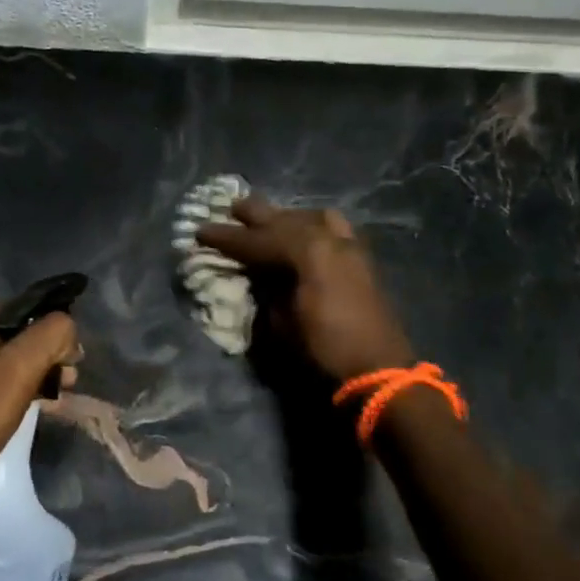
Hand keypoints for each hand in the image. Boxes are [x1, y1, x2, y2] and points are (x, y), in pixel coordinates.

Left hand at [0, 303, 79, 491]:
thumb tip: (65, 325)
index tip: (66, 374)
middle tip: (53, 394)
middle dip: (35, 360)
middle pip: (6, 336)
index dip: (53, 342)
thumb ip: (51, 335)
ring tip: (27, 405)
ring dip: (11, 375)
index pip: (28, 314)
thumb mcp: (21, 370)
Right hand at [197, 196, 414, 380]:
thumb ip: (266, 290)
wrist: (379, 372)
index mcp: (307, 254)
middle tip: (231, 209)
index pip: (257, 240)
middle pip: (285, 219)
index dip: (227, 237)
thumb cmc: (323, 351)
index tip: (200, 231)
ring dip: (286, 218)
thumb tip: (255, 273)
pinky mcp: (362, 259)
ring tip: (268, 220)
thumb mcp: (281, 324)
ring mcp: (350, 247)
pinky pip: (333, 228)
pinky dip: (312, 225)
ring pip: (312, 217)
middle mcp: (330, 240)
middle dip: (256, 215)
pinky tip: (303, 233)